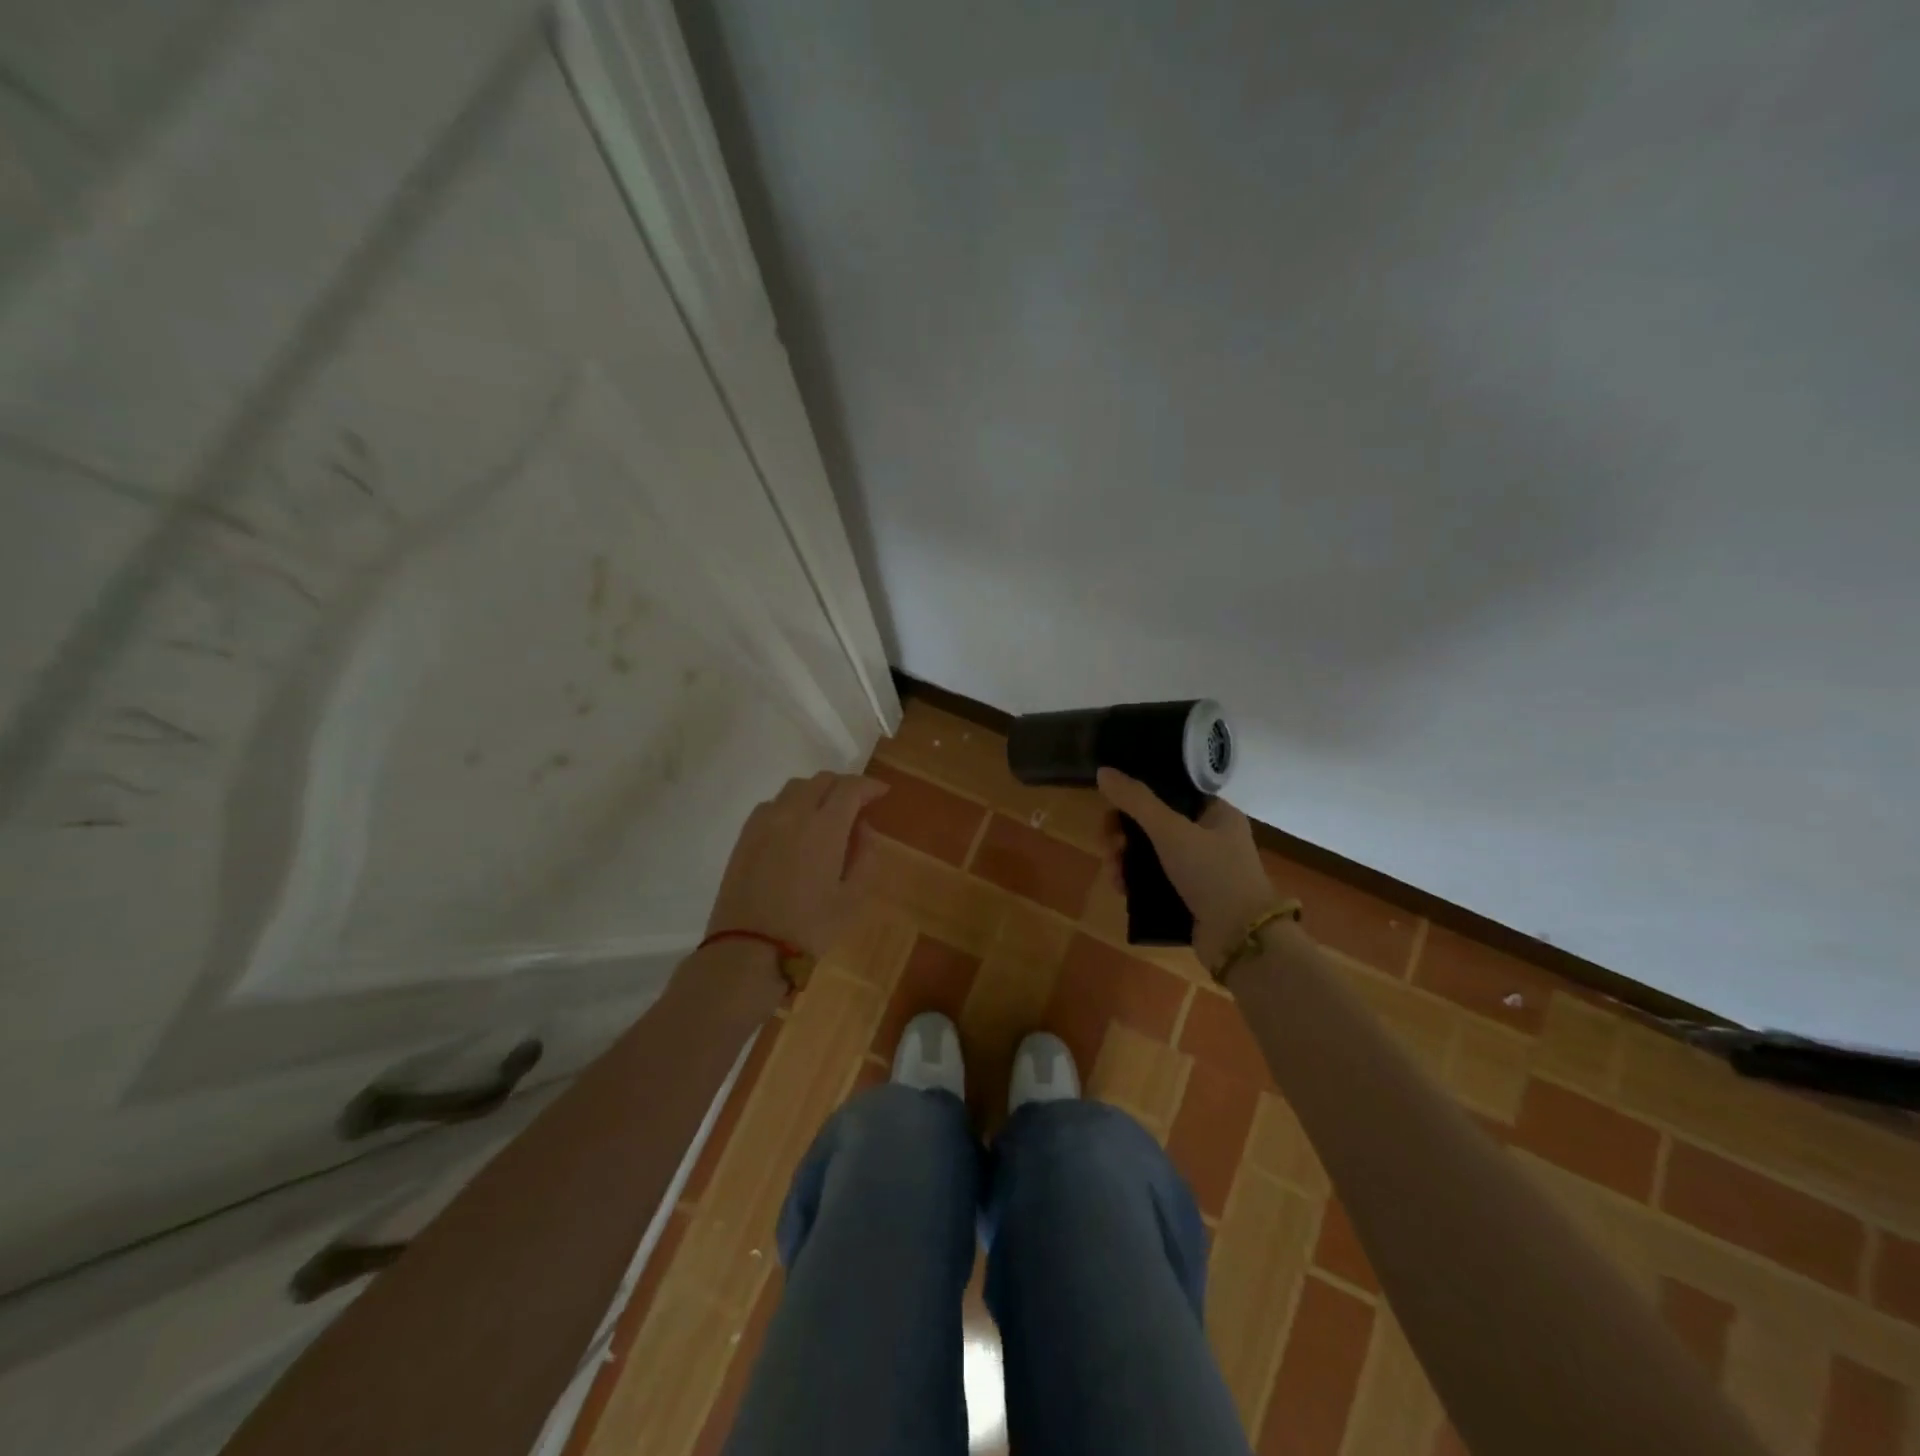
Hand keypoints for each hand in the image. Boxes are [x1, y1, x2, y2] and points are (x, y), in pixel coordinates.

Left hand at [707, 771, 889, 957]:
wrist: (749, 949)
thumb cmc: (810, 927)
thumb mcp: (853, 898)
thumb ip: (865, 856)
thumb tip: (862, 829)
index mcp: (825, 827)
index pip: (850, 788)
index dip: (869, 785)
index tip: (882, 793)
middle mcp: (793, 814)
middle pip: (822, 780)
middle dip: (844, 786)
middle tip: (857, 804)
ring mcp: (764, 822)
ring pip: (795, 788)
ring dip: (816, 792)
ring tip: (826, 814)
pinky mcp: (744, 835)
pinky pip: (772, 804)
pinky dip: (791, 805)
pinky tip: (795, 828)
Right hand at [1096, 768, 1278, 970]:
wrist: (1241, 940)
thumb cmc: (1212, 874)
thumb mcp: (1171, 830)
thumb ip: (1135, 800)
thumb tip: (1103, 771)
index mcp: (1216, 814)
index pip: (1170, 792)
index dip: (1138, 797)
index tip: (1113, 808)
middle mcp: (1209, 838)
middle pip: (1154, 824)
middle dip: (1124, 834)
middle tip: (1110, 846)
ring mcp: (1200, 870)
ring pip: (1150, 854)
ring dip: (1124, 860)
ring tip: (1113, 874)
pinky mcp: (1189, 898)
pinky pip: (1154, 881)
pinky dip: (1135, 882)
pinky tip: (1121, 889)